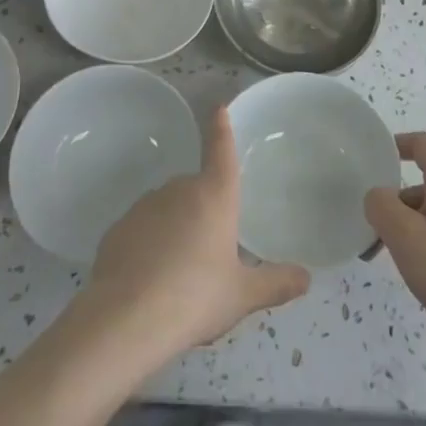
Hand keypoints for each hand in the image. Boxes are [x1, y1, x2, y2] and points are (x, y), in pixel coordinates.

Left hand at [84, 107, 309, 356]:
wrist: (126, 318)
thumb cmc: (195, 297)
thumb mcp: (242, 295)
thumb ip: (275, 283)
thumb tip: (307, 277)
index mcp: (214, 195)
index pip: (221, 150)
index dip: (221, 128)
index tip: (219, 107)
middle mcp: (179, 190)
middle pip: (196, 189)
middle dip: (203, 211)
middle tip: (210, 252)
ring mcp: (145, 206)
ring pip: (168, 209)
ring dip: (175, 228)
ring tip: (180, 274)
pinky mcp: (118, 228)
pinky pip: (142, 230)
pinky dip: (149, 245)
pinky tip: (151, 280)